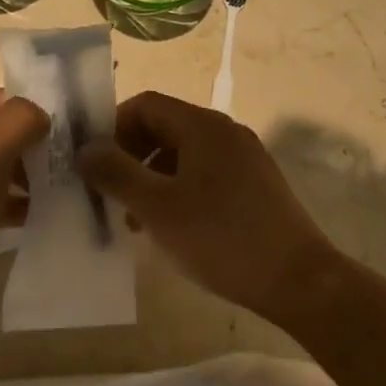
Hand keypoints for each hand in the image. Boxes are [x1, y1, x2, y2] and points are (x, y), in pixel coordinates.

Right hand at [76, 91, 339, 326]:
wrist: (300, 281)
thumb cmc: (222, 238)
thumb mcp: (158, 207)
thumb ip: (116, 173)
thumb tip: (85, 150)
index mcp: (202, 125)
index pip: (145, 104)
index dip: (112, 127)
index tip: (94, 164)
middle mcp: (224, 131)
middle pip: (163, 126)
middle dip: (130, 155)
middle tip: (108, 193)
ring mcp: (244, 158)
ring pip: (183, 153)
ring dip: (151, 177)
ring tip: (134, 219)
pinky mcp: (255, 185)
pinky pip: (204, 173)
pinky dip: (178, 190)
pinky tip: (170, 227)